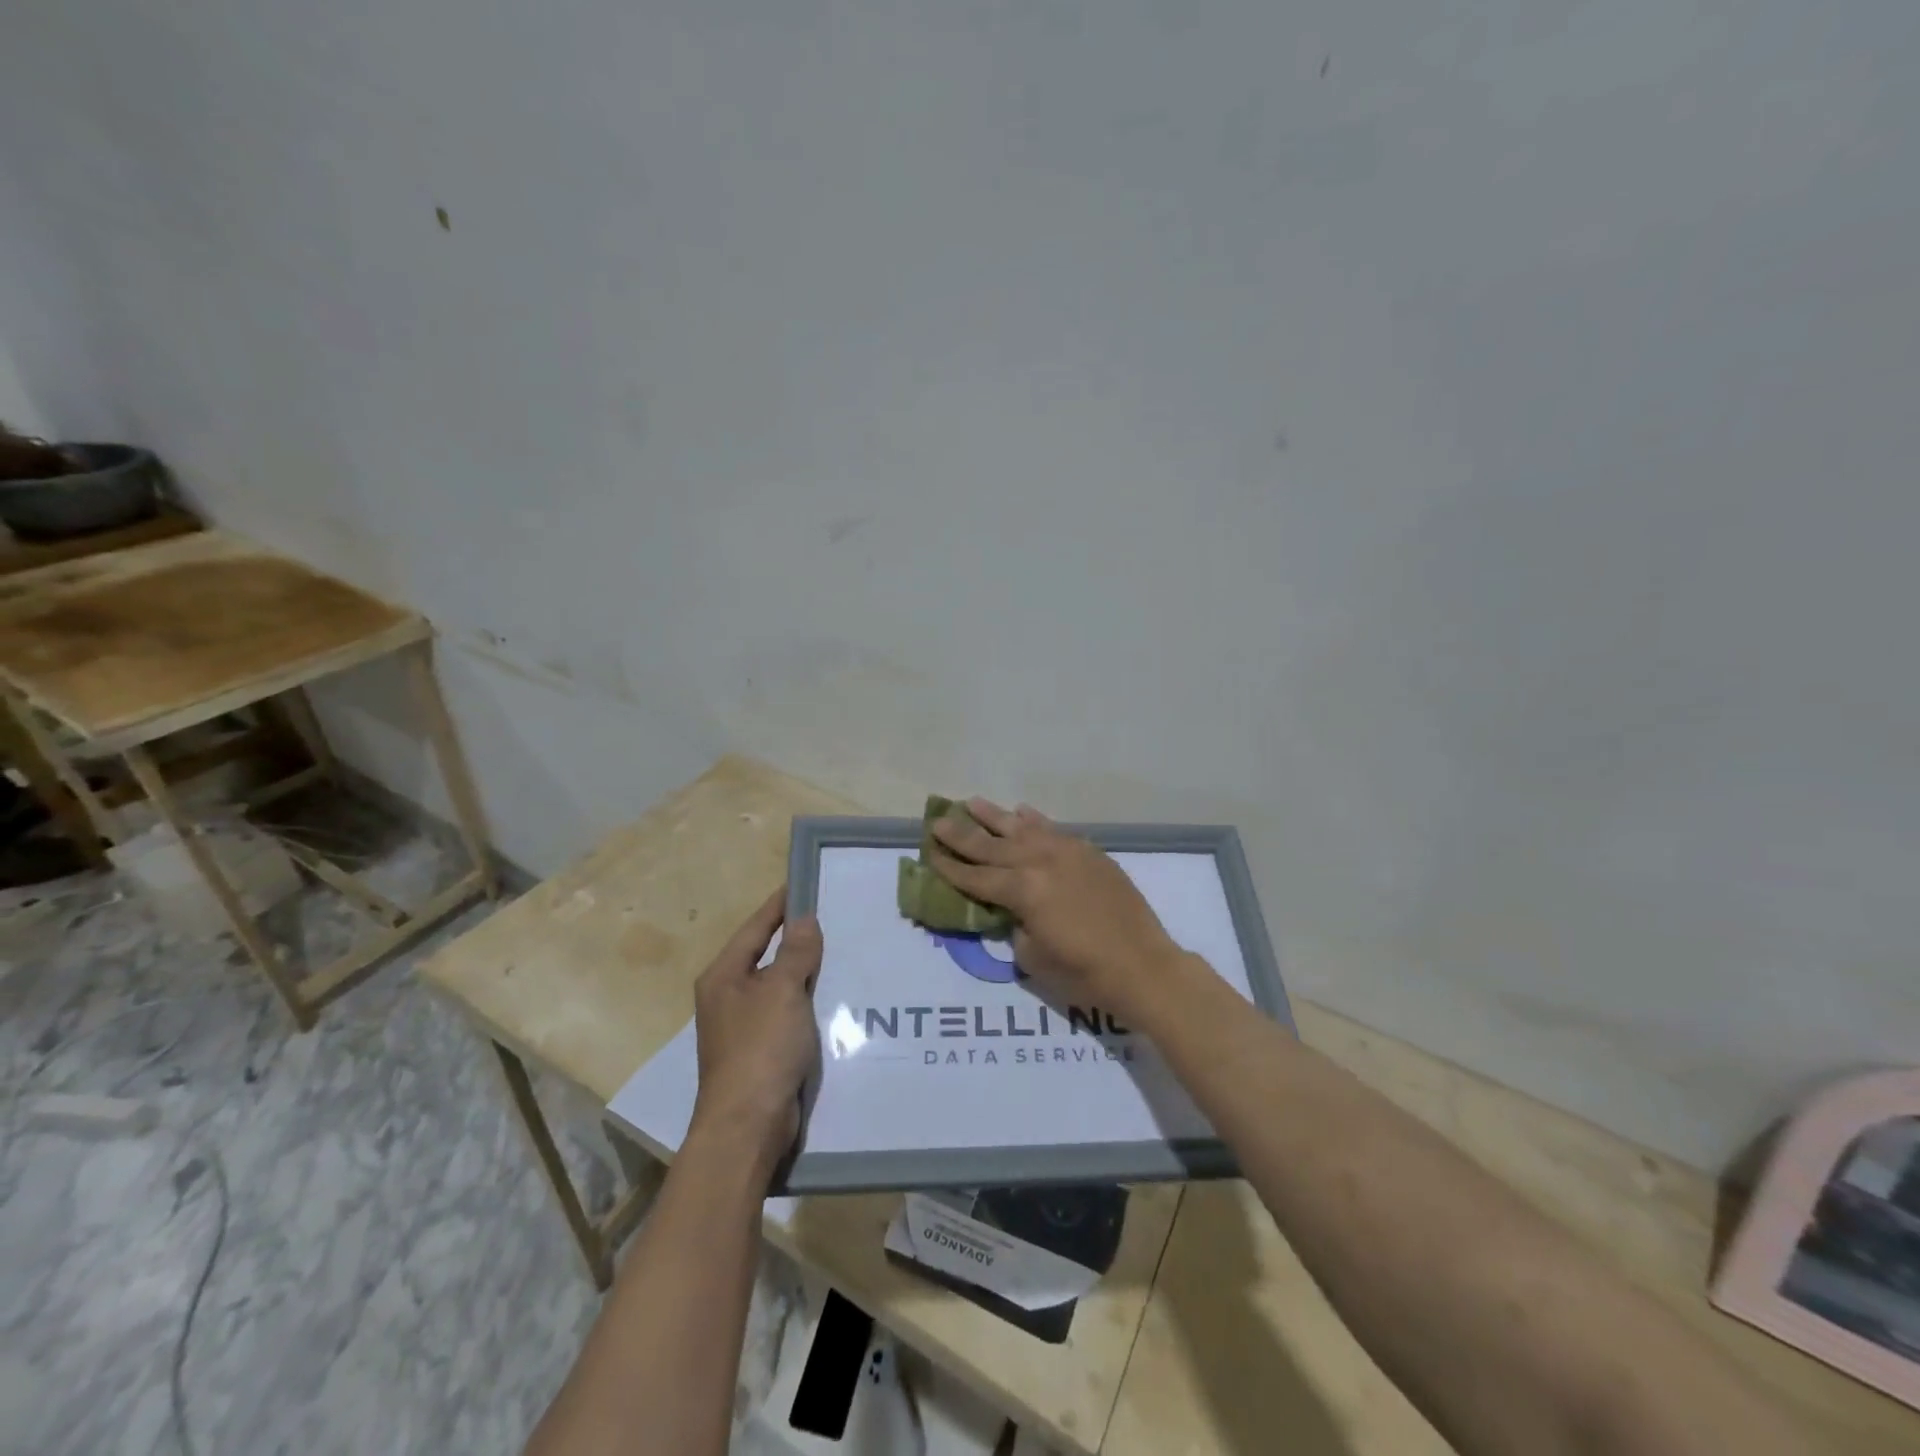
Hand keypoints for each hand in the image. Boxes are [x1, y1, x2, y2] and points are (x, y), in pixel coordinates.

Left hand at [688, 889, 822, 1174]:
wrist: (747, 1126)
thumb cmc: (760, 1049)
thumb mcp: (782, 991)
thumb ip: (795, 952)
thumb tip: (804, 918)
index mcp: (724, 977)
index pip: (755, 928)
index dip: (779, 905)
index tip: (804, 883)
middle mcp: (729, 997)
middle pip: (767, 956)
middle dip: (797, 938)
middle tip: (834, 916)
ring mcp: (743, 1026)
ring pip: (780, 986)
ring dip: (806, 972)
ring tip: (843, 952)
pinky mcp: (761, 1051)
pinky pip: (788, 1013)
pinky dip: (809, 1002)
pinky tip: (836, 997)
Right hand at [929, 799, 1188, 1023]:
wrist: (1144, 966)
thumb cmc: (1085, 973)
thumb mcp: (1033, 958)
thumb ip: (1015, 925)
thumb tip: (1014, 909)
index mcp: (1023, 891)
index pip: (976, 877)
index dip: (950, 867)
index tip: (928, 852)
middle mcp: (1040, 862)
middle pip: (992, 846)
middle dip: (962, 834)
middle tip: (937, 821)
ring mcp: (1067, 852)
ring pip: (1022, 828)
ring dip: (994, 816)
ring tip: (971, 803)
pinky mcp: (1089, 853)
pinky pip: (1054, 830)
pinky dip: (1035, 820)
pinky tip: (1021, 812)